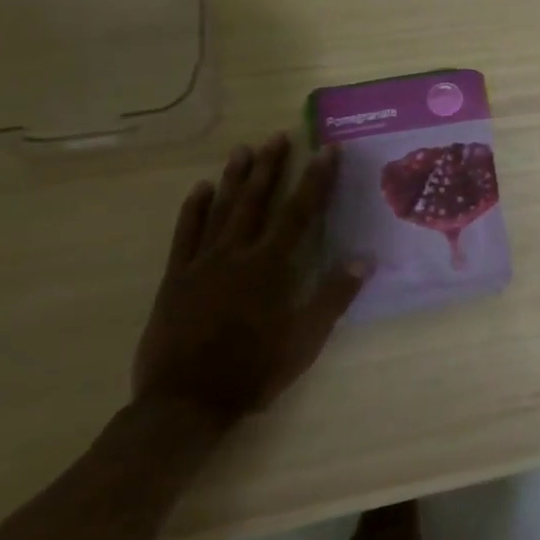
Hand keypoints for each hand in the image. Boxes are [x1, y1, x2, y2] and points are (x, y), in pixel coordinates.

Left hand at [133, 133, 367, 429]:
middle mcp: (236, 255)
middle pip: (257, 201)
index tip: (327, 150)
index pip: (300, 212)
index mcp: (271, 267)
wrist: (184, 403)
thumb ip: (333, 297)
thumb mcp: (304, 341)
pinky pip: (184, 235)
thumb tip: (364, 259)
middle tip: (279, 136)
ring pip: (221, 210)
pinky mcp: (175, 279)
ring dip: (235, 178)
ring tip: (244, 149)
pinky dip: (193, 210)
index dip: (316, 179)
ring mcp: (201, 264)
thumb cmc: (253, 371)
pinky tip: (200, 188)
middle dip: (272, 167)